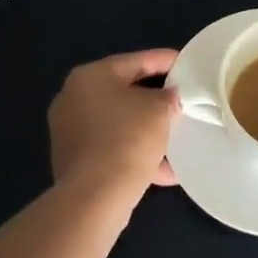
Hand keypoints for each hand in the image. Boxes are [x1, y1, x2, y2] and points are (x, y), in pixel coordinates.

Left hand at [49, 50, 181, 197]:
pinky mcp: (74, 159)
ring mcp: (70, 130)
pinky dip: (135, 152)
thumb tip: (170, 97)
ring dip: (147, 129)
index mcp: (91, 76)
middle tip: (182, 99)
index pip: (137, 61)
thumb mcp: (160, 110)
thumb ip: (169, 96)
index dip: (166, 61)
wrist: (95, 196)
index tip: (188, 64)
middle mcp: (74, 97)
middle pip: (124, 91)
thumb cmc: (127, 139)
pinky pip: (112, 147)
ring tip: (177, 135)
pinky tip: (165, 169)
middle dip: (156, 98)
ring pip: (119, 122)